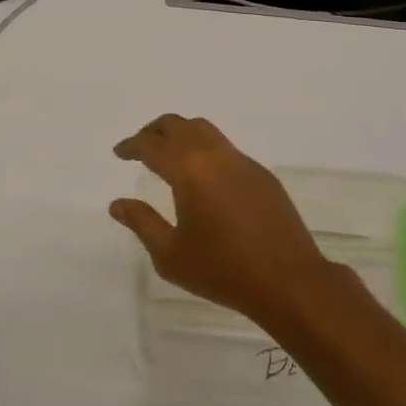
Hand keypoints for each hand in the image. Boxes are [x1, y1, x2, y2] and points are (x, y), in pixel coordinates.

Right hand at [110, 115, 344, 328]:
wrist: (288, 281)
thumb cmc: (223, 270)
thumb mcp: (170, 255)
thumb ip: (142, 223)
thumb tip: (117, 204)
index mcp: (189, 170)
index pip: (152, 145)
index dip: (132, 145)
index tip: (119, 152)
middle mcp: (215, 155)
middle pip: (179, 125)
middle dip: (155, 131)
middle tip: (141, 146)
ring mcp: (242, 161)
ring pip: (205, 130)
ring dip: (182, 134)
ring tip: (170, 155)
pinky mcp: (262, 174)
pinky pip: (226, 148)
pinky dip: (206, 150)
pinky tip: (204, 178)